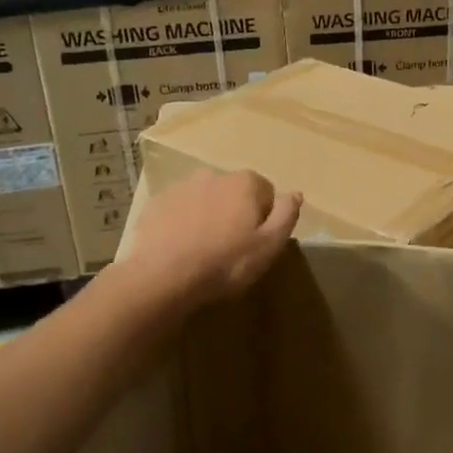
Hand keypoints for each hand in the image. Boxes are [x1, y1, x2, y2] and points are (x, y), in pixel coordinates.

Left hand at [124, 169, 301, 307]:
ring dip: (208, 217)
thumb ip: (286, 215)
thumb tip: (296, 193)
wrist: (162, 277)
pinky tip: (180, 249)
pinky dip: (182, 223)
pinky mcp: (156, 203)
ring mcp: (181, 187)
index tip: (255, 244)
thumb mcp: (269, 245)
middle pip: (235, 194)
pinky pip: (178, 210)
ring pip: (205, 200)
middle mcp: (214, 175)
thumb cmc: (224, 263)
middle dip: (235, 214)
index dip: (264, 220)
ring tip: (203, 251)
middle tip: (230, 249)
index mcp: (245, 182)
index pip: (266, 194)